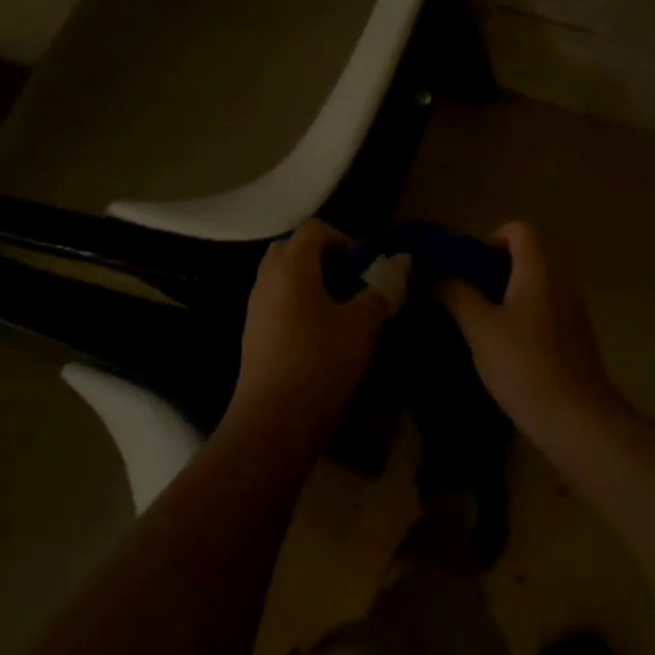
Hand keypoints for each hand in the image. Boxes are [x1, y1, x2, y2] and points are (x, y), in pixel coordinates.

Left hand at [226, 219, 391, 452]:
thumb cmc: (320, 364)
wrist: (272, 425)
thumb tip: (402, 260)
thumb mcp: (362, 325)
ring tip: (339, 311)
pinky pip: (275, 303)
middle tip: (349, 282)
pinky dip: (297, 306)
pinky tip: (319, 337)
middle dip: (322, 258)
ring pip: (282, 278)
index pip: (314, 229)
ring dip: (309, 283)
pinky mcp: (252, 337)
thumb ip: (382, 288)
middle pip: (292, 249)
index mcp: (292, 267)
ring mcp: (255, 309)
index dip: (343, 238)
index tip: (363, 267)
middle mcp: (267, 280)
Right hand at [439, 222, 620, 440]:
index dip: (490, 239)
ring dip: (507, 295)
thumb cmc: (524, 364)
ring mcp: (573, 310)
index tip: (468, 268)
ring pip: (535, 285)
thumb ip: (457, 295)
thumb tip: (438, 275)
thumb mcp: (480, 328)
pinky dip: (523, 316)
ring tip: (478, 322)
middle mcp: (561, 281)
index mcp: (539, 269)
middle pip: (527, 256)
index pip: (518, 230)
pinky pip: (545, 310)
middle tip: (465, 295)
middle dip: (493, 270)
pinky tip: (503, 348)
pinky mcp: (576, 338)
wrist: (576, 420)